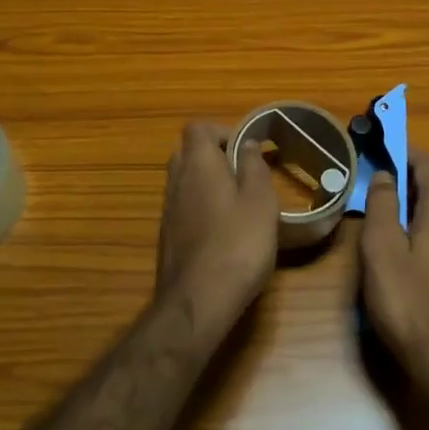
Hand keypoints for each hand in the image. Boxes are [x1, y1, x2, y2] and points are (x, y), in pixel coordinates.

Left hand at [156, 121, 279, 333]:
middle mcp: (176, 180)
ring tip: (241, 204)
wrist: (197, 301)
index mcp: (198, 163)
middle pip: (189, 153)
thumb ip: (254, 166)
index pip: (197, 128)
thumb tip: (247, 143)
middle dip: (216, 157)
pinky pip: (185, 208)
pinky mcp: (168, 237)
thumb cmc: (237, 243)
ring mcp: (168, 210)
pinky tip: (226, 232)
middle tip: (245, 174)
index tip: (246, 148)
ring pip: (186, 181)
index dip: (221, 130)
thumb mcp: (260, 200)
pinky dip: (203, 209)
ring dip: (209, 184)